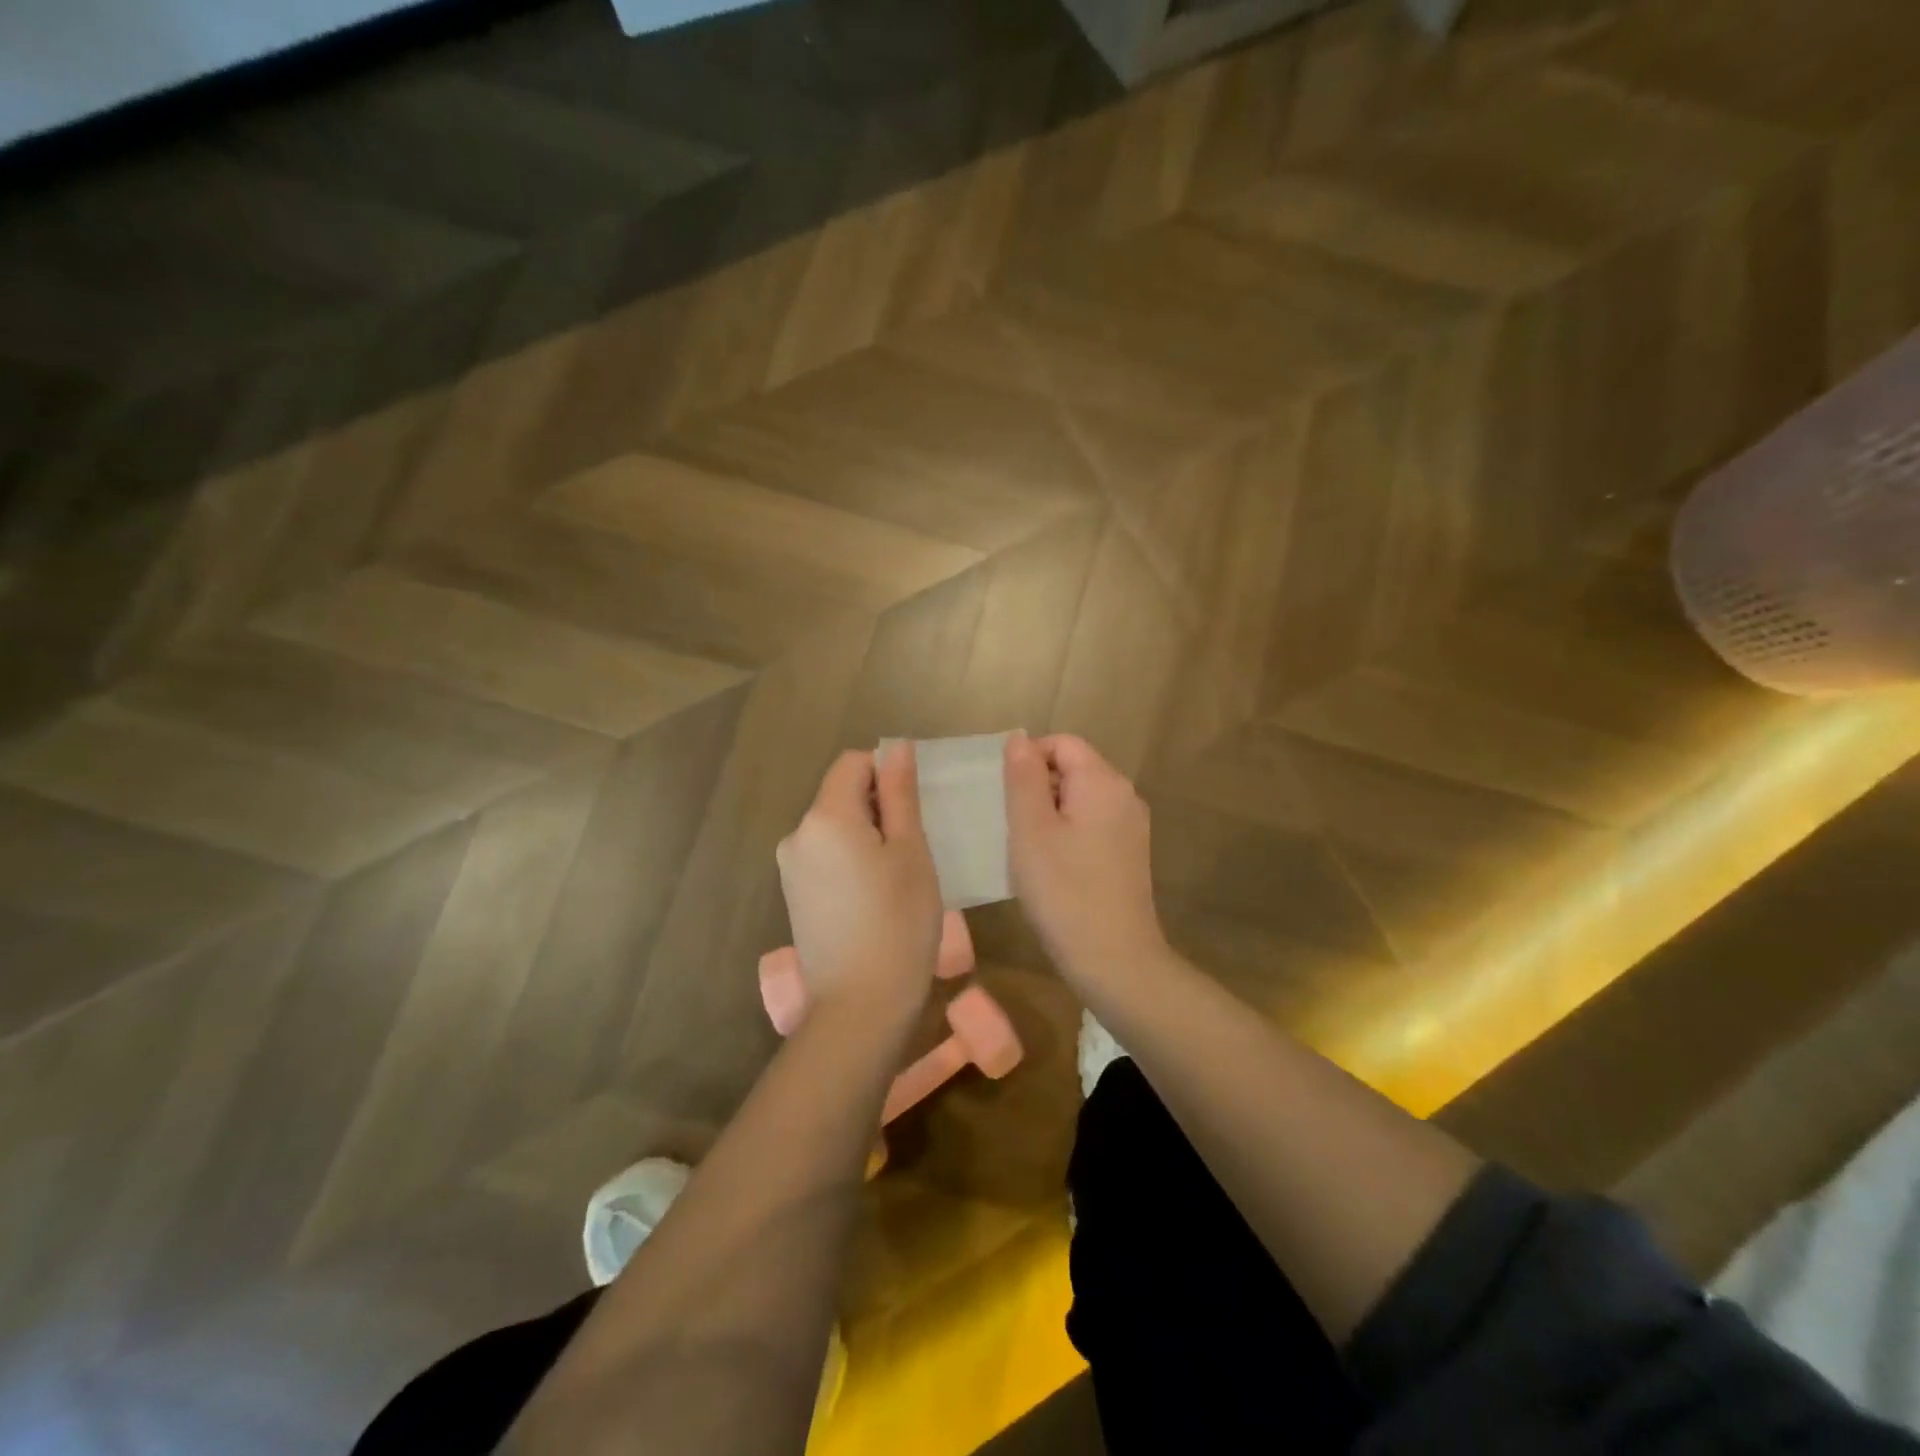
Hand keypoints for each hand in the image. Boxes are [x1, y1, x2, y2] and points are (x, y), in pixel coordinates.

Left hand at [777, 746, 942, 1021]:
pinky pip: (825, 857)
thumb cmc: (899, 921)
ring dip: (865, 836)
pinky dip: (850, 862)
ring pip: (834, 827)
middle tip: (912, 849)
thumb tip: (896, 747)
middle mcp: (797, 834)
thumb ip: (899, 794)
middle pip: (840, 795)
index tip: (913, 812)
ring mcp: (790, 868)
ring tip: (895, 879)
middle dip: (877, 807)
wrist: (860, 1005)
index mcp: (825, 816)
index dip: (886, 774)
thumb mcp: (910, 851)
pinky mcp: (793, 896)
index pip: (853, 763)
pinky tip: (873, 899)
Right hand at [1004, 732, 1166, 987]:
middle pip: (1073, 768)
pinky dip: (1066, 833)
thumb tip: (1019, 738)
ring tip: (1025, 847)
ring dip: (1048, 813)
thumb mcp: (1031, 830)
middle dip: (1036, 787)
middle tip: (1009, 824)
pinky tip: (1049, 866)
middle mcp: (1124, 795)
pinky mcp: (1128, 853)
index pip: (1062, 743)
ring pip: (1079, 798)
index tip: (1002, 795)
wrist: (1114, 961)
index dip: (1028, 758)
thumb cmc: (1064, 891)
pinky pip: (1091, 824)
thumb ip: (1023, 778)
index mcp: (1103, 782)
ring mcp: (1130, 826)